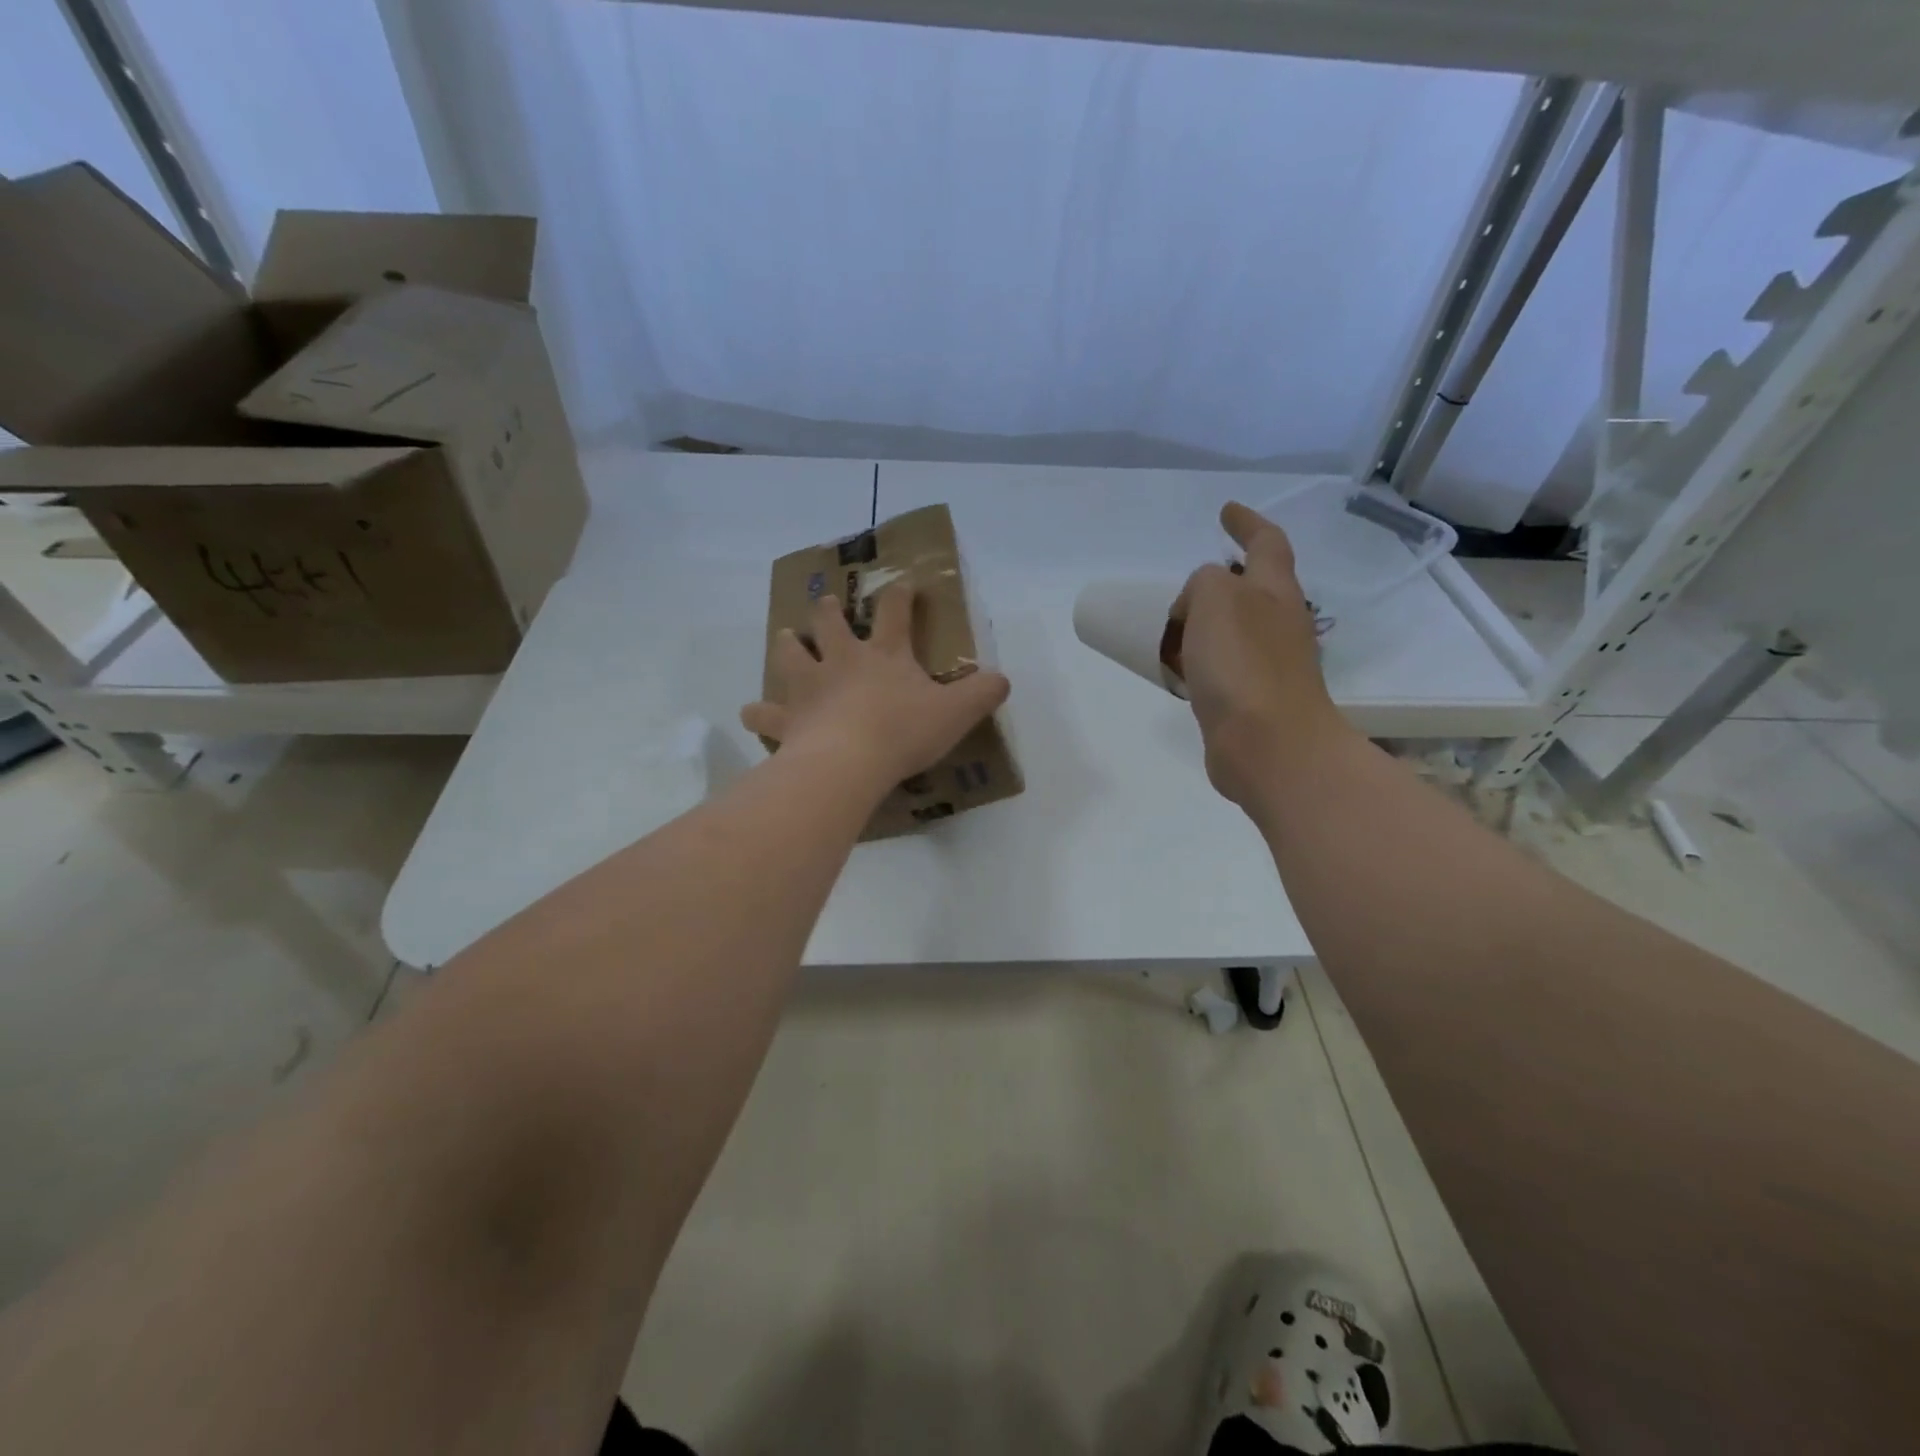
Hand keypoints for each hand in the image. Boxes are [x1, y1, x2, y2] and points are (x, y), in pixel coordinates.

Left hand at [741, 585, 1010, 790]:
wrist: (849, 762)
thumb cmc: (903, 731)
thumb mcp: (956, 713)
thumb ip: (982, 693)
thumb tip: (1002, 679)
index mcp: (885, 655)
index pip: (895, 612)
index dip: (900, 595)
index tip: (902, 583)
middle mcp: (842, 661)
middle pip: (830, 624)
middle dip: (828, 611)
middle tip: (824, 604)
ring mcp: (809, 688)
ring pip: (790, 655)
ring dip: (788, 644)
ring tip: (785, 637)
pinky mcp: (787, 719)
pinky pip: (764, 712)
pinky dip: (758, 712)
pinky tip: (751, 712)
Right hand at [1170, 501, 1349, 804]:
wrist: (1268, 746)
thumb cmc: (1242, 664)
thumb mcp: (1215, 598)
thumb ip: (1205, 583)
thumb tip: (1199, 609)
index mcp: (1276, 592)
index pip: (1266, 543)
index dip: (1247, 522)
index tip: (1226, 510)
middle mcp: (1281, 624)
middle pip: (1256, 589)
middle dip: (1226, 581)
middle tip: (1192, 584)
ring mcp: (1272, 665)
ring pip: (1237, 631)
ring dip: (1209, 625)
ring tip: (1176, 630)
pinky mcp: (1256, 701)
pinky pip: (1225, 667)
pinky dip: (1203, 662)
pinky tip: (1183, 672)